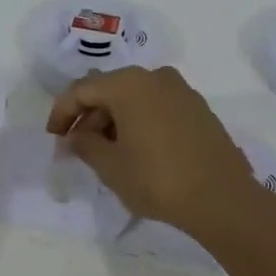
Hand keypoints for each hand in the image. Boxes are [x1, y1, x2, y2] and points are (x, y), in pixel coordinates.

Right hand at [45, 65, 261, 231]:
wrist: (222, 198)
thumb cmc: (158, 179)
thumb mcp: (111, 166)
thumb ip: (84, 145)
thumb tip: (73, 137)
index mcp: (129, 83)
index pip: (82, 89)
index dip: (62, 112)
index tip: (53, 138)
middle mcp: (155, 77)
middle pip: (109, 90)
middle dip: (89, 118)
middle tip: (78, 149)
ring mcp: (181, 91)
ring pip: (134, 98)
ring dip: (114, 121)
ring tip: (106, 154)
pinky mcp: (198, 108)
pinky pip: (156, 106)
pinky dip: (139, 122)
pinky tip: (137, 150)